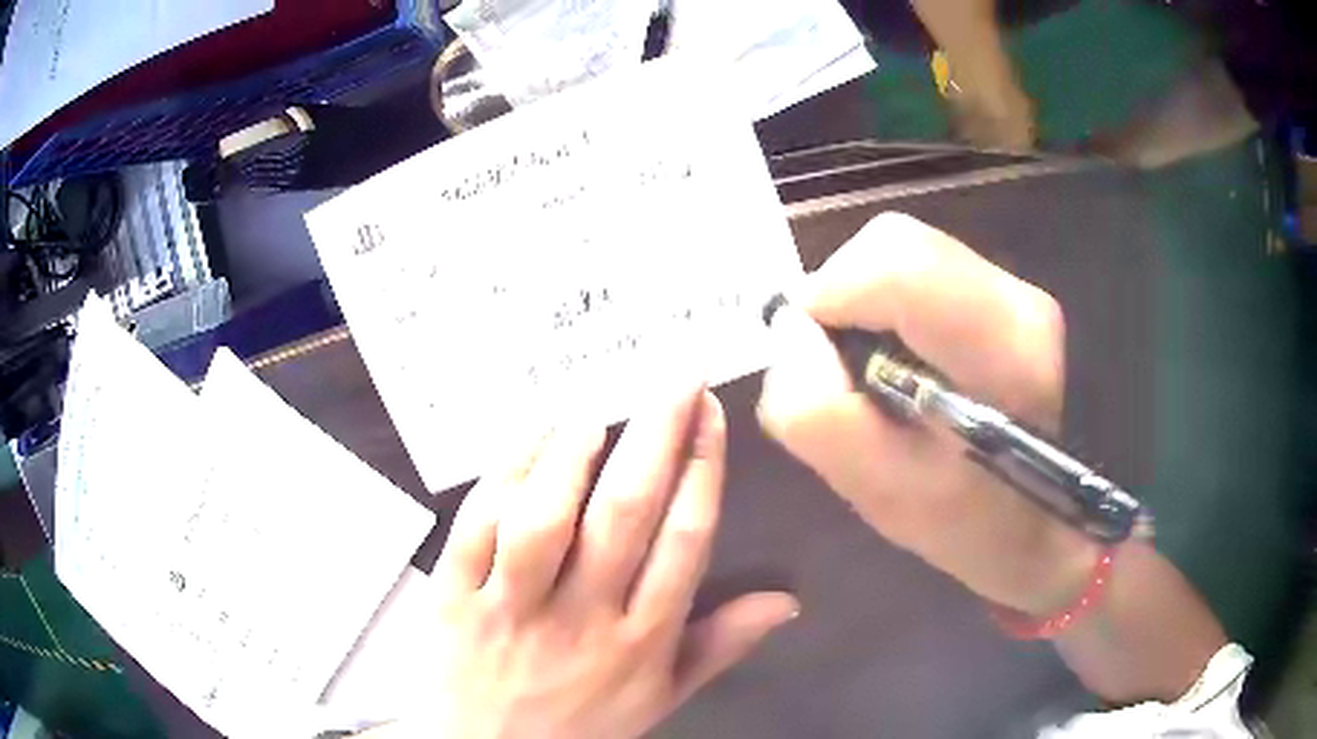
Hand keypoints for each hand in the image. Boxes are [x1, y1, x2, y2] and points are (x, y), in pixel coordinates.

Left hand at [375, 388, 797, 738]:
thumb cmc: (582, 726)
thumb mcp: (661, 699)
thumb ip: (719, 646)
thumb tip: (786, 600)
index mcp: (640, 642)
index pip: (683, 543)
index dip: (701, 471)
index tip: (709, 414)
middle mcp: (581, 619)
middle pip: (624, 516)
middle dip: (655, 437)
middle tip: (674, 378)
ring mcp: (511, 608)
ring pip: (543, 519)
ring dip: (572, 457)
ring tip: (596, 411)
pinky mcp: (454, 598)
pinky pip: (475, 530)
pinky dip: (500, 478)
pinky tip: (524, 441)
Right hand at [758, 213, 1096, 615]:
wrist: (1042, 521)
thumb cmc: (967, 524)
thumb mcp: (879, 493)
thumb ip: (816, 414)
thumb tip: (791, 333)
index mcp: (1000, 352)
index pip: (898, 265)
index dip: (831, 294)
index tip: (811, 352)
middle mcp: (1017, 298)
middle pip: (894, 244)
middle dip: (844, 297)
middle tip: (842, 368)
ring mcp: (1018, 287)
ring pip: (904, 250)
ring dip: (866, 302)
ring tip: (875, 370)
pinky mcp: (1009, 288)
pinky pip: (923, 267)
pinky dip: (890, 303)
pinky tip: (903, 359)